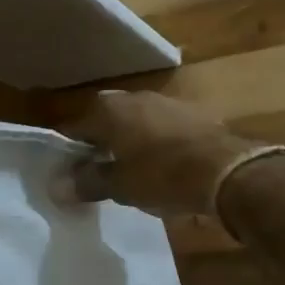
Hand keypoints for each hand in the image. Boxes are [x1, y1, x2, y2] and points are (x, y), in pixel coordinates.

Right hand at [61, 90, 264, 217]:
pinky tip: (161, 165)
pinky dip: (154, 142)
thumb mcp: (119, 186)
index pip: (74, 127)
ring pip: (135, 121)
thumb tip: (56, 187)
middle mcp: (135, 98)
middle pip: (105, 120)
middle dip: (98, 143)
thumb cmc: (162, 176)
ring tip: (128, 169)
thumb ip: (86, 182)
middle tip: (96, 171)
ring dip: (128, 141)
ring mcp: (166, 103)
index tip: (65, 173)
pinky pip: (161, 127)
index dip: (67, 151)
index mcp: (109, 111)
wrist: (228, 171)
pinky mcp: (193, 114)